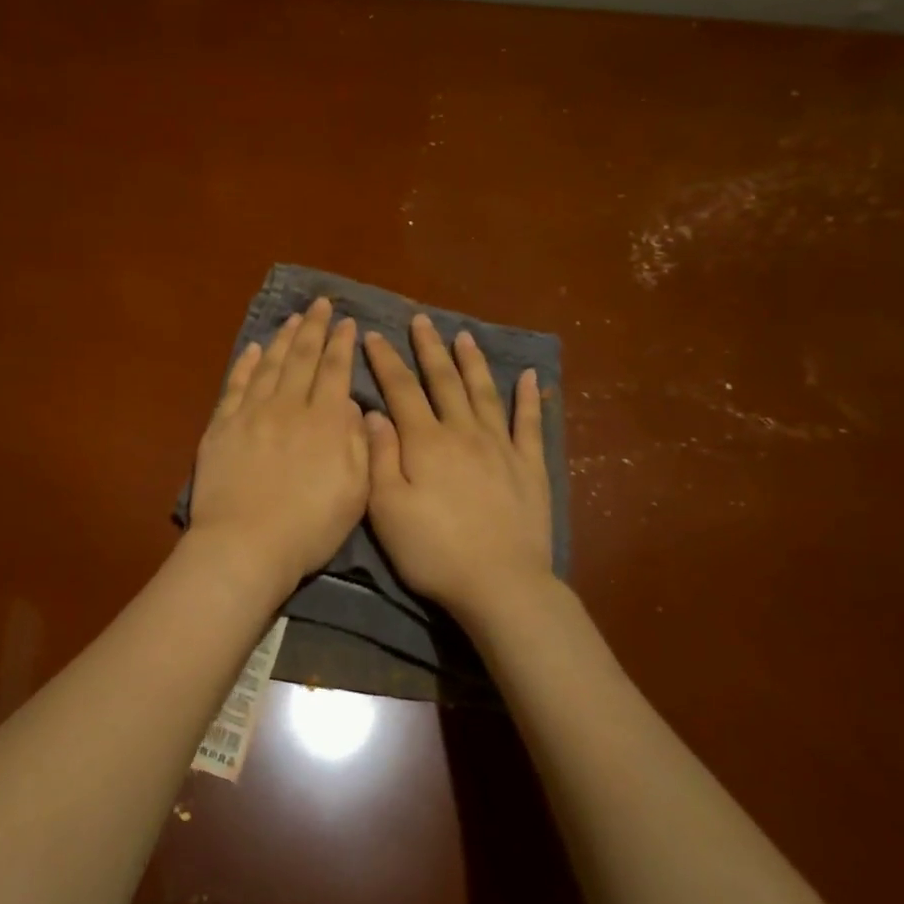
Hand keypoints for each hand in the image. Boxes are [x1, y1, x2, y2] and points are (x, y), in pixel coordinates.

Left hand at [189, 298, 367, 589]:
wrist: (246, 544)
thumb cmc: (309, 526)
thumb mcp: (355, 491)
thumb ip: (357, 442)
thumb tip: (351, 404)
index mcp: (324, 421)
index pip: (335, 371)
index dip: (341, 344)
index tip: (347, 322)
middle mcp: (288, 407)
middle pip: (302, 358)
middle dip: (314, 328)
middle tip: (320, 303)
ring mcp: (251, 413)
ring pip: (270, 365)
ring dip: (283, 338)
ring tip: (293, 318)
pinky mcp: (222, 426)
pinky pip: (236, 385)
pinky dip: (247, 364)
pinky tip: (254, 349)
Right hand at [362, 315, 553, 618]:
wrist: (500, 583)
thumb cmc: (433, 551)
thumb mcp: (387, 509)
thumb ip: (379, 456)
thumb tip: (372, 412)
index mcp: (425, 442)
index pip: (401, 390)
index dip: (386, 361)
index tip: (373, 334)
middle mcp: (463, 433)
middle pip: (444, 381)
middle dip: (430, 349)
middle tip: (422, 320)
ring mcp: (501, 447)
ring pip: (484, 393)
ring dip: (473, 362)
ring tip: (464, 336)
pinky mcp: (530, 467)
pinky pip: (531, 424)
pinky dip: (531, 399)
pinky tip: (531, 377)